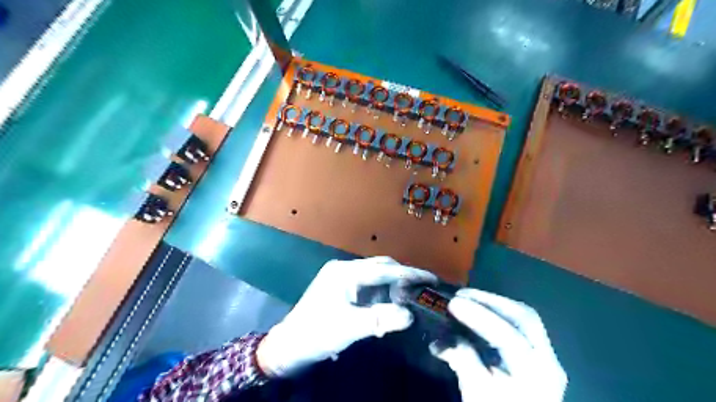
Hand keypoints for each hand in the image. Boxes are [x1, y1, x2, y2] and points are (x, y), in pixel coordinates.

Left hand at [260, 258, 435, 376]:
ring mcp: (342, 278)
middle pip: (381, 267)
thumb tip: (409, 314)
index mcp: (346, 272)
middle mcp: (344, 269)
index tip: (432, 277)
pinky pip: (368, 286)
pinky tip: (389, 305)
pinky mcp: (341, 289)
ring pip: (375, 276)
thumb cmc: (317, 333)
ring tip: (410, 298)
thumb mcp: (349, 327)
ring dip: (393, 286)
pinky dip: (382, 294)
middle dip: (402, 276)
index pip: (384, 269)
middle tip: (423, 289)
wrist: (289, 346)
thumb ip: (380, 319)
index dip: (410, 273)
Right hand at [427, 290, 568, 400]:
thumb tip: (447, 337)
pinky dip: (498, 314)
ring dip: (494, 304)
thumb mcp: (476, 394)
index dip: (479, 316)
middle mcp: (548, 362)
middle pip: (524, 318)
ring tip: (467, 298)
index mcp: (535, 376)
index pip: (509, 337)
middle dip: (490, 301)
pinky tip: (480, 312)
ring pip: (524, 318)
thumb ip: (463, 360)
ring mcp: (546, 357)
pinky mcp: (538, 355)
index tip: (453, 303)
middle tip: (461, 295)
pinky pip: (520, 326)